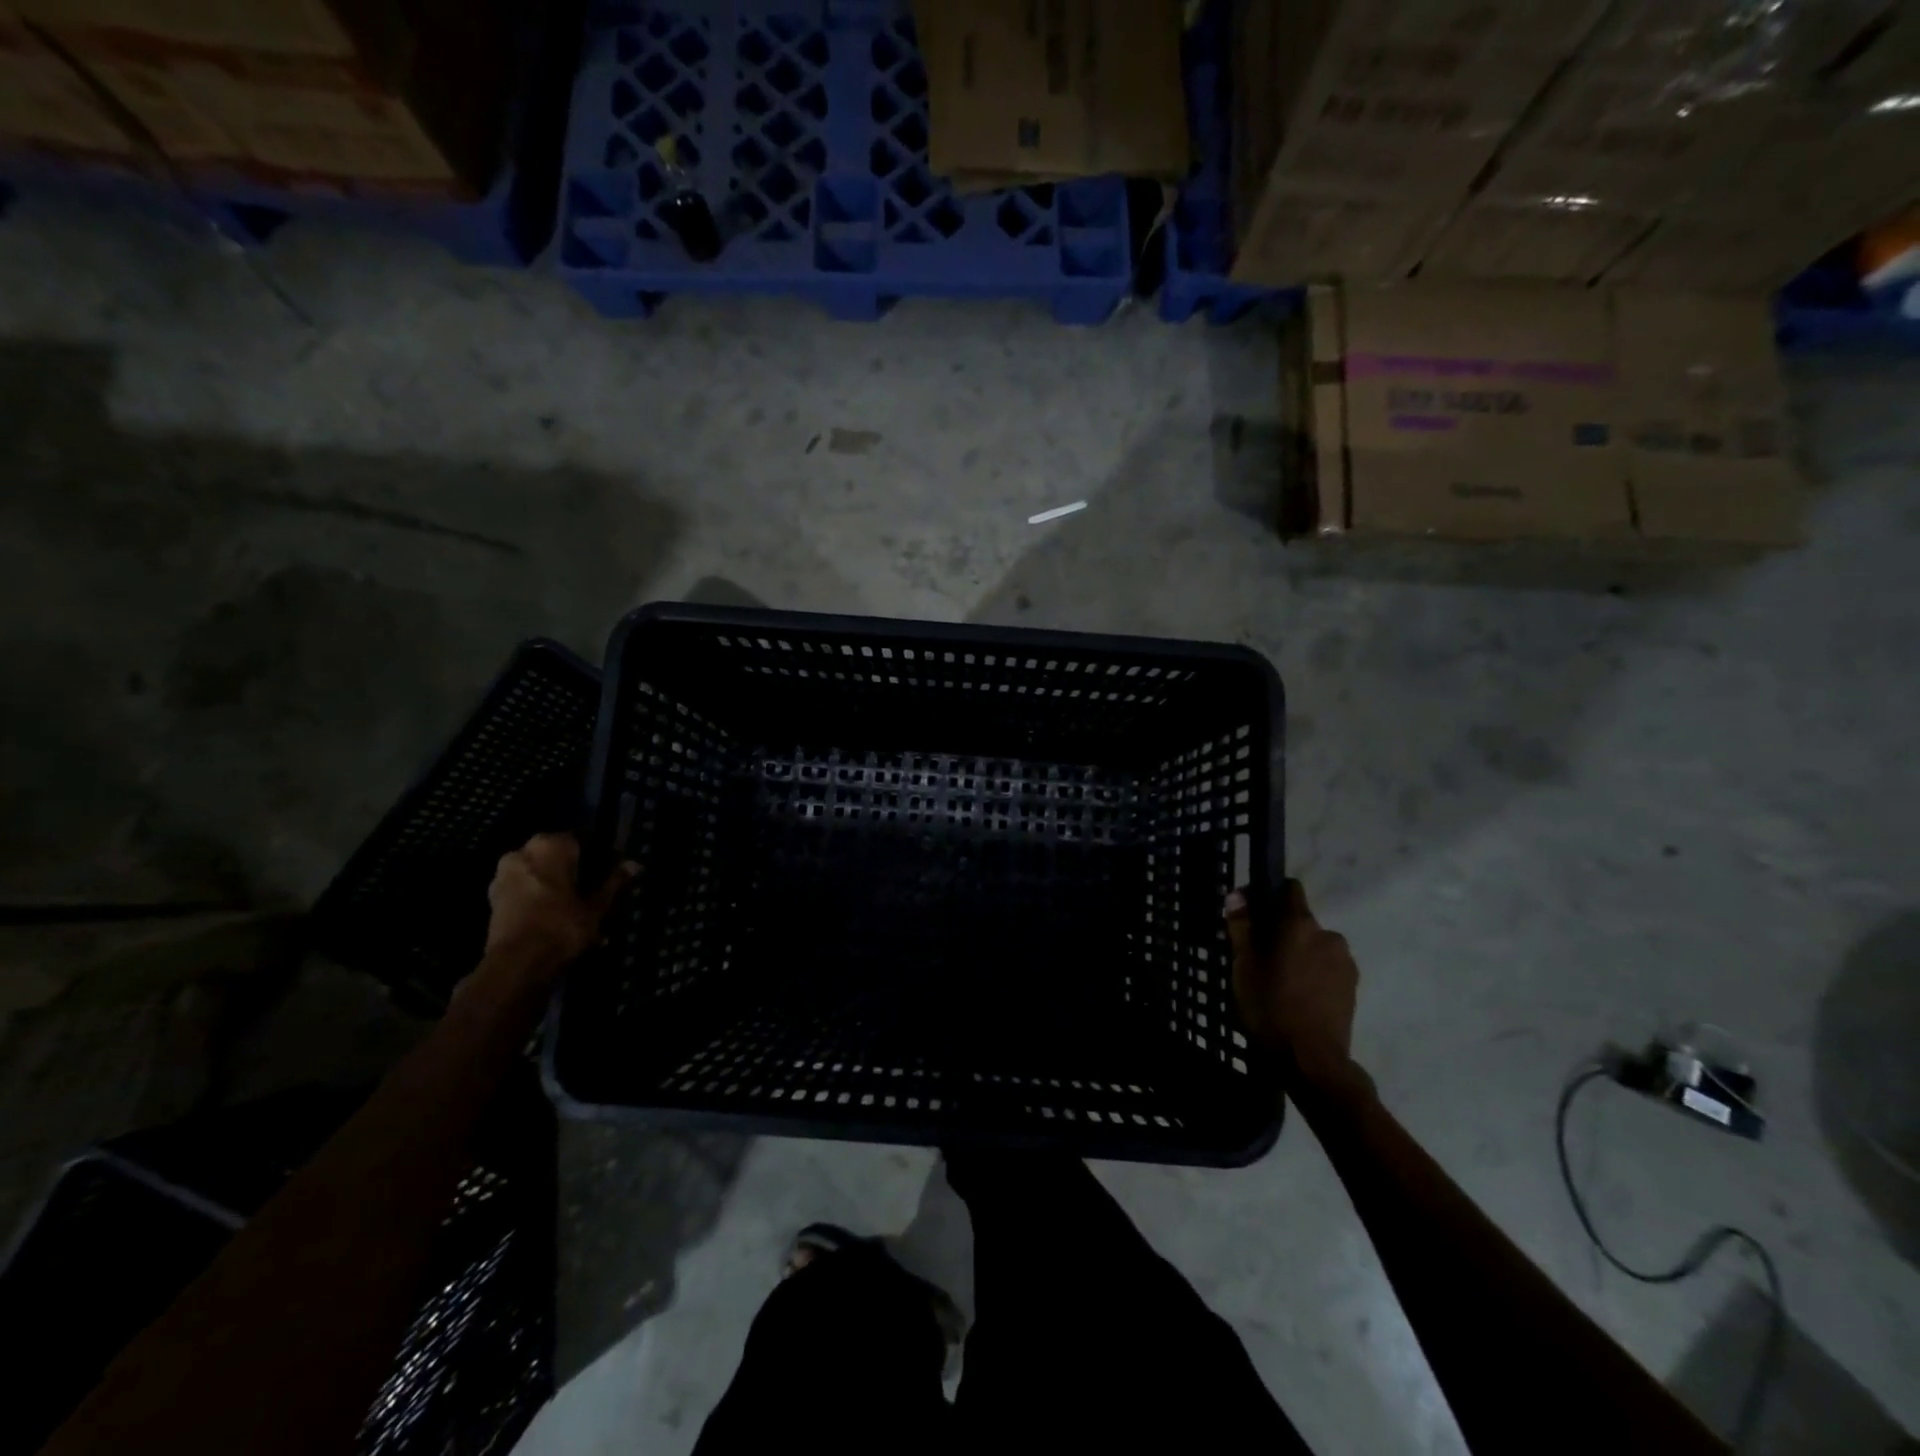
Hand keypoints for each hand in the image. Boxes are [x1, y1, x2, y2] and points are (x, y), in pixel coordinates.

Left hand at [484, 832, 634, 965]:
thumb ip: (614, 882)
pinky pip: (523, 886)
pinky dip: (537, 894)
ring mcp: (503, 873)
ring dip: (554, 880)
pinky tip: (552, 911)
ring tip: (573, 902)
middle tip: (593, 887)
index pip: (583, 839)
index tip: (612, 870)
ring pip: (538, 870)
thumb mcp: (597, 906)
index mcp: (550, 845)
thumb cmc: (562, 926)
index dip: (600, 854)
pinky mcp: (492, 896)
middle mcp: (523, 851)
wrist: (516, 963)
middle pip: (557, 853)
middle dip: (575, 867)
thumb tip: (635, 864)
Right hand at [1226, 879, 1358, 1088]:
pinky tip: (1297, 994)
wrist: (1311, 1059)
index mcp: (1300, 924)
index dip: (1269, 894)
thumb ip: (1242, 927)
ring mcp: (1345, 962)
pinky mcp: (1352, 986)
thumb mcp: (1243, 966)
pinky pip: (1327, 966)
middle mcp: (1328, 935)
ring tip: (1279, 979)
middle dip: (1281, 931)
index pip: (1290, 889)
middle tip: (1259, 955)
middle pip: (1301, 921)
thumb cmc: (1270, 1006)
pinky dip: (1313, 972)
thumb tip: (1237, 896)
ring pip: (1315, 945)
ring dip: (1299, 953)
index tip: (1252, 912)